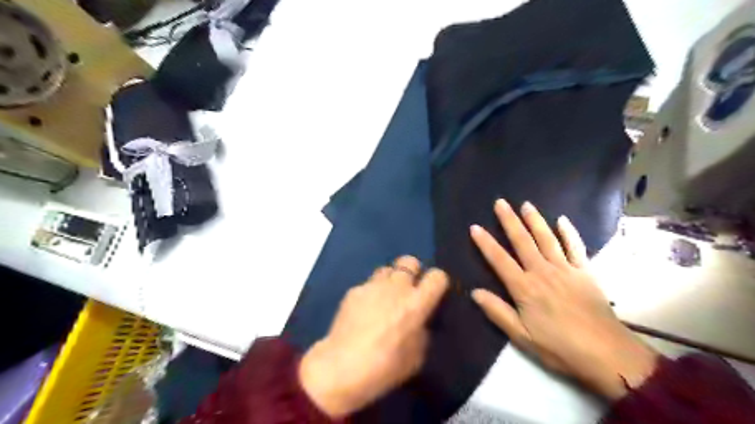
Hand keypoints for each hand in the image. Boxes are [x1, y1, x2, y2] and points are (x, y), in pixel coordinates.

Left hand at [297, 255, 446, 416]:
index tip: (433, 293)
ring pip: (387, 269)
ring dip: (390, 280)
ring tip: (384, 298)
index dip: (438, 282)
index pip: (437, 276)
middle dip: (412, 272)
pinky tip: (363, 311)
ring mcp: (372, 286)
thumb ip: (422, 330)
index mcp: (416, 304)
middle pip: (409, 261)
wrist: (341, 368)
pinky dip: (371, 293)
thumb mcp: (416, 356)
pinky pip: (368, 285)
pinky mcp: (354, 290)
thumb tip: (419, 321)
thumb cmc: (384, 367)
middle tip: (408, 290)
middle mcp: (396, 288)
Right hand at [471, 199, 658, 399]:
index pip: (499, 260)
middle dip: (509, 221)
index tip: (475, 227)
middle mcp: (542, 272)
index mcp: (524, 288)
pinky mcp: (585, 272)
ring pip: (547, 238)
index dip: (485, 243)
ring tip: (526, 204)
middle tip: (500, 202)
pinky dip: (568, 232)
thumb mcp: (522, 337)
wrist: (607, 355)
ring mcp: (565, 269)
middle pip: (522, 241)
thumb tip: (474, 292)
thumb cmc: (559, 347)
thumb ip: (497, 312)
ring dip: (535, 220)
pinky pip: (575, 247)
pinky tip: (562, 220)